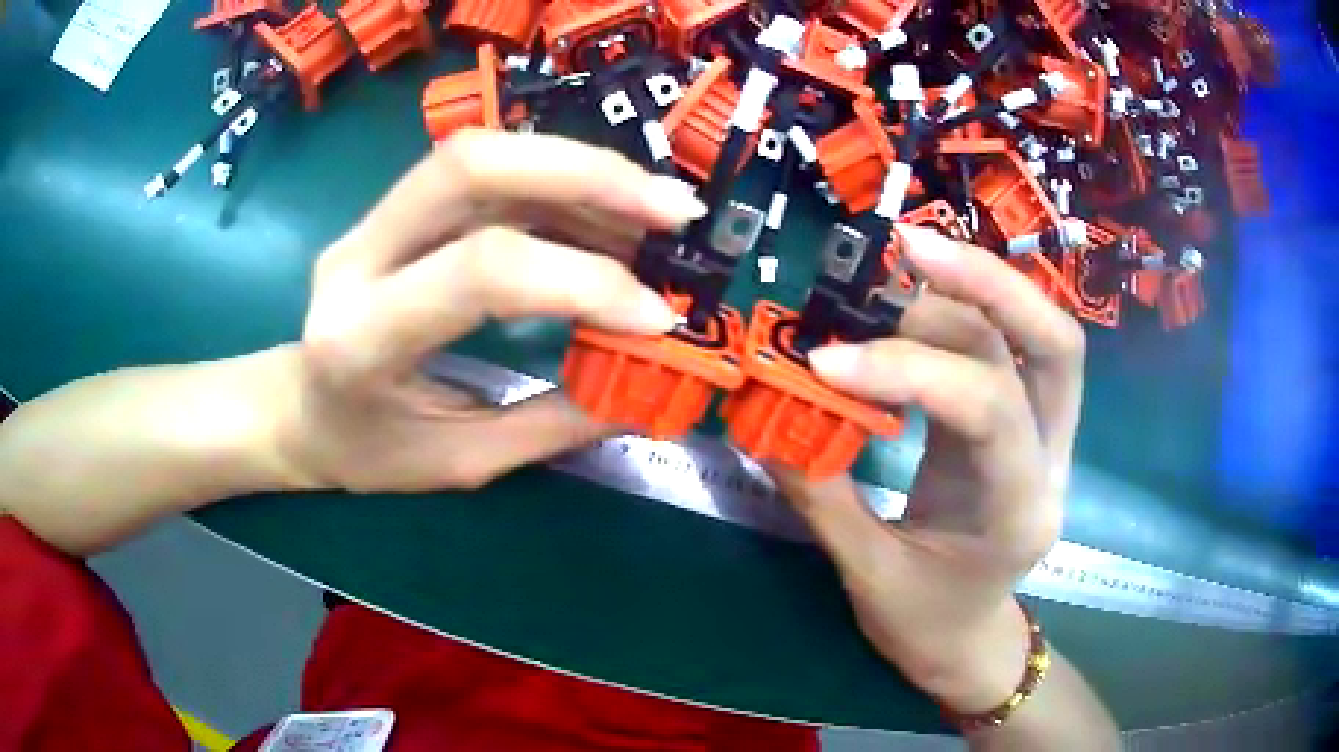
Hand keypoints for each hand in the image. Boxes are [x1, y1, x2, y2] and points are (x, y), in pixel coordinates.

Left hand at [276, 130, 705, 492]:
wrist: (296, 407)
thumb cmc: (363, 450)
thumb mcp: (456, 462)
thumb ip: (549, 424)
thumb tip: (645, 390)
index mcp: (359, 338)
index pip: (479, 273)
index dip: (582, 281)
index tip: (658, 317)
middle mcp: (358, 256)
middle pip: (471, 165)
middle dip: (587, 175)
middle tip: (674, 213)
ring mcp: (373, 220)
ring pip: (484, 153)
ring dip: (585, 173)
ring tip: (658, 216)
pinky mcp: (397, 208)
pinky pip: (487, 174)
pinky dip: (561, 186)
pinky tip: (610, 218)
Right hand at [770, 225, 1085, 713]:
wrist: (968, 642)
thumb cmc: (925, 624)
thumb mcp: (868, 576)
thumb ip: (822, 497)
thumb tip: (764, 421)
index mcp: (1020, 513)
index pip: (991, 411)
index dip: (910, 370)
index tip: (826, 361)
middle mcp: (1052, 461)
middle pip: (1055, 345)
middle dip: (986, 283)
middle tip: (906, 246)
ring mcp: (1047, 436)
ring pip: (1037, 334)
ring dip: (970, 286)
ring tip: (899, 259)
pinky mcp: (1022, 421)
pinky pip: (1008, 347)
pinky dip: (965, 309)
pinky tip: (915, 295)